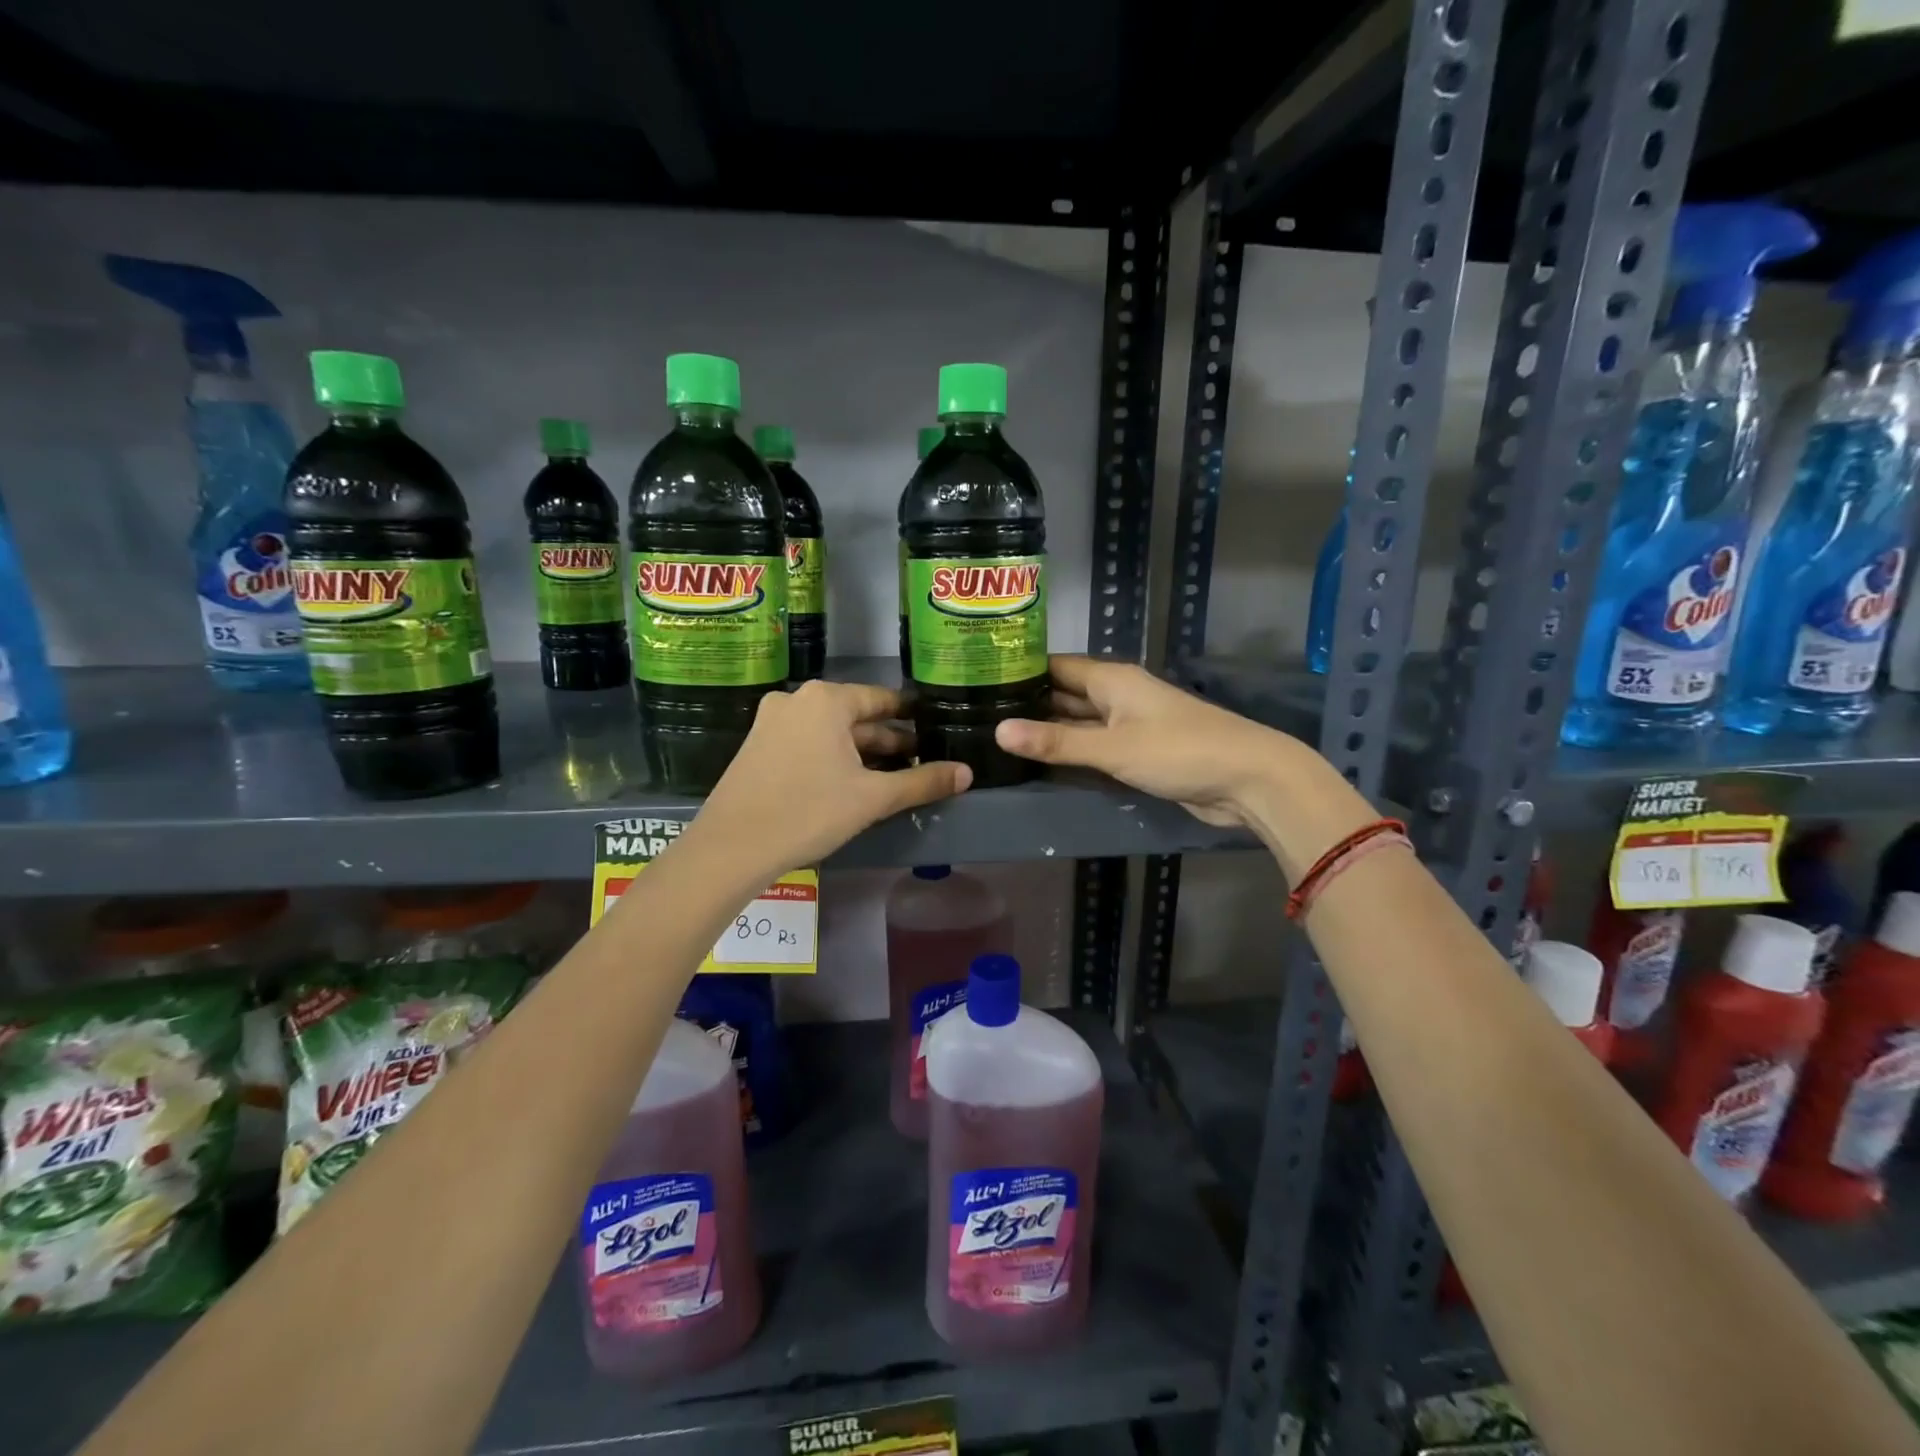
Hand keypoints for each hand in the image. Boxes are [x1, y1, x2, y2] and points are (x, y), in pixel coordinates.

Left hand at [693, 681, 970, 877]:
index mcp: (826, 700)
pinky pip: (808, 744)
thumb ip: (923, 781)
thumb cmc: (808, 812)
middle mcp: (797, 700)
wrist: (731, 848)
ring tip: (893, 777)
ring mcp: (772, 723)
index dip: (912, 717)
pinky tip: (851, 785)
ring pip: (831, 733)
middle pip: (856, 718)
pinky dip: (833, 759)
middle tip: (922, 762)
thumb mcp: (873, 798)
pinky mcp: (757, 748)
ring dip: (862, 753)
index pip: (883, 700)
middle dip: (889, 741)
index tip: (935, 730)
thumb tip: (966, 773)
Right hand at [994, 655, 1297, 827]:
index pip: (1055, 666)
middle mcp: (1117, 696)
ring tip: (998, 736)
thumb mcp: (1112, 747)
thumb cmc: (1179, 751)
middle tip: (978, 713)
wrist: (1248, 780)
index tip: (978, 677)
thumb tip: (998, 731)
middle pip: (1064, 693)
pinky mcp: (1138, 753)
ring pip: (1079, 722)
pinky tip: (1041, 761)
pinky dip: (1071, 751)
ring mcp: (1129, 725)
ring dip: (1048, 730)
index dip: (1020, 670)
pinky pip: (1095, 746)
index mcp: (1111, 679)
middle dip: (1028, 702)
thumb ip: (1056, 742)